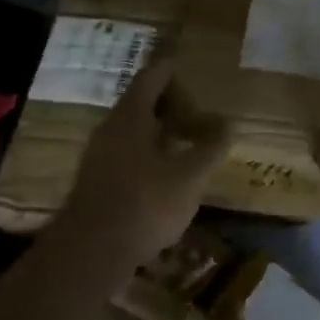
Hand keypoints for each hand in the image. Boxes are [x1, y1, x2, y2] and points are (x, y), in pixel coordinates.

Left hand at [56, 57, 230, 265]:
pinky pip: (128, 154)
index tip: (190, 67)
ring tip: (189, 141)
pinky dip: (150, 153)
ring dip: (161, 131)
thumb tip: (228, 125)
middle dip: (171, 104)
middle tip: (199, 110)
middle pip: (141, 104)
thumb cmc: (144, 204)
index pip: (152, 78)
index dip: (171, 70)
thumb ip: (210, 149)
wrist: (91, 253)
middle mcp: (111, 129)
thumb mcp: (189, 177)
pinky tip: (169, 173)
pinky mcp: (97, 182)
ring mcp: (100, 156)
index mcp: (131, 117)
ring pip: (134, 131)